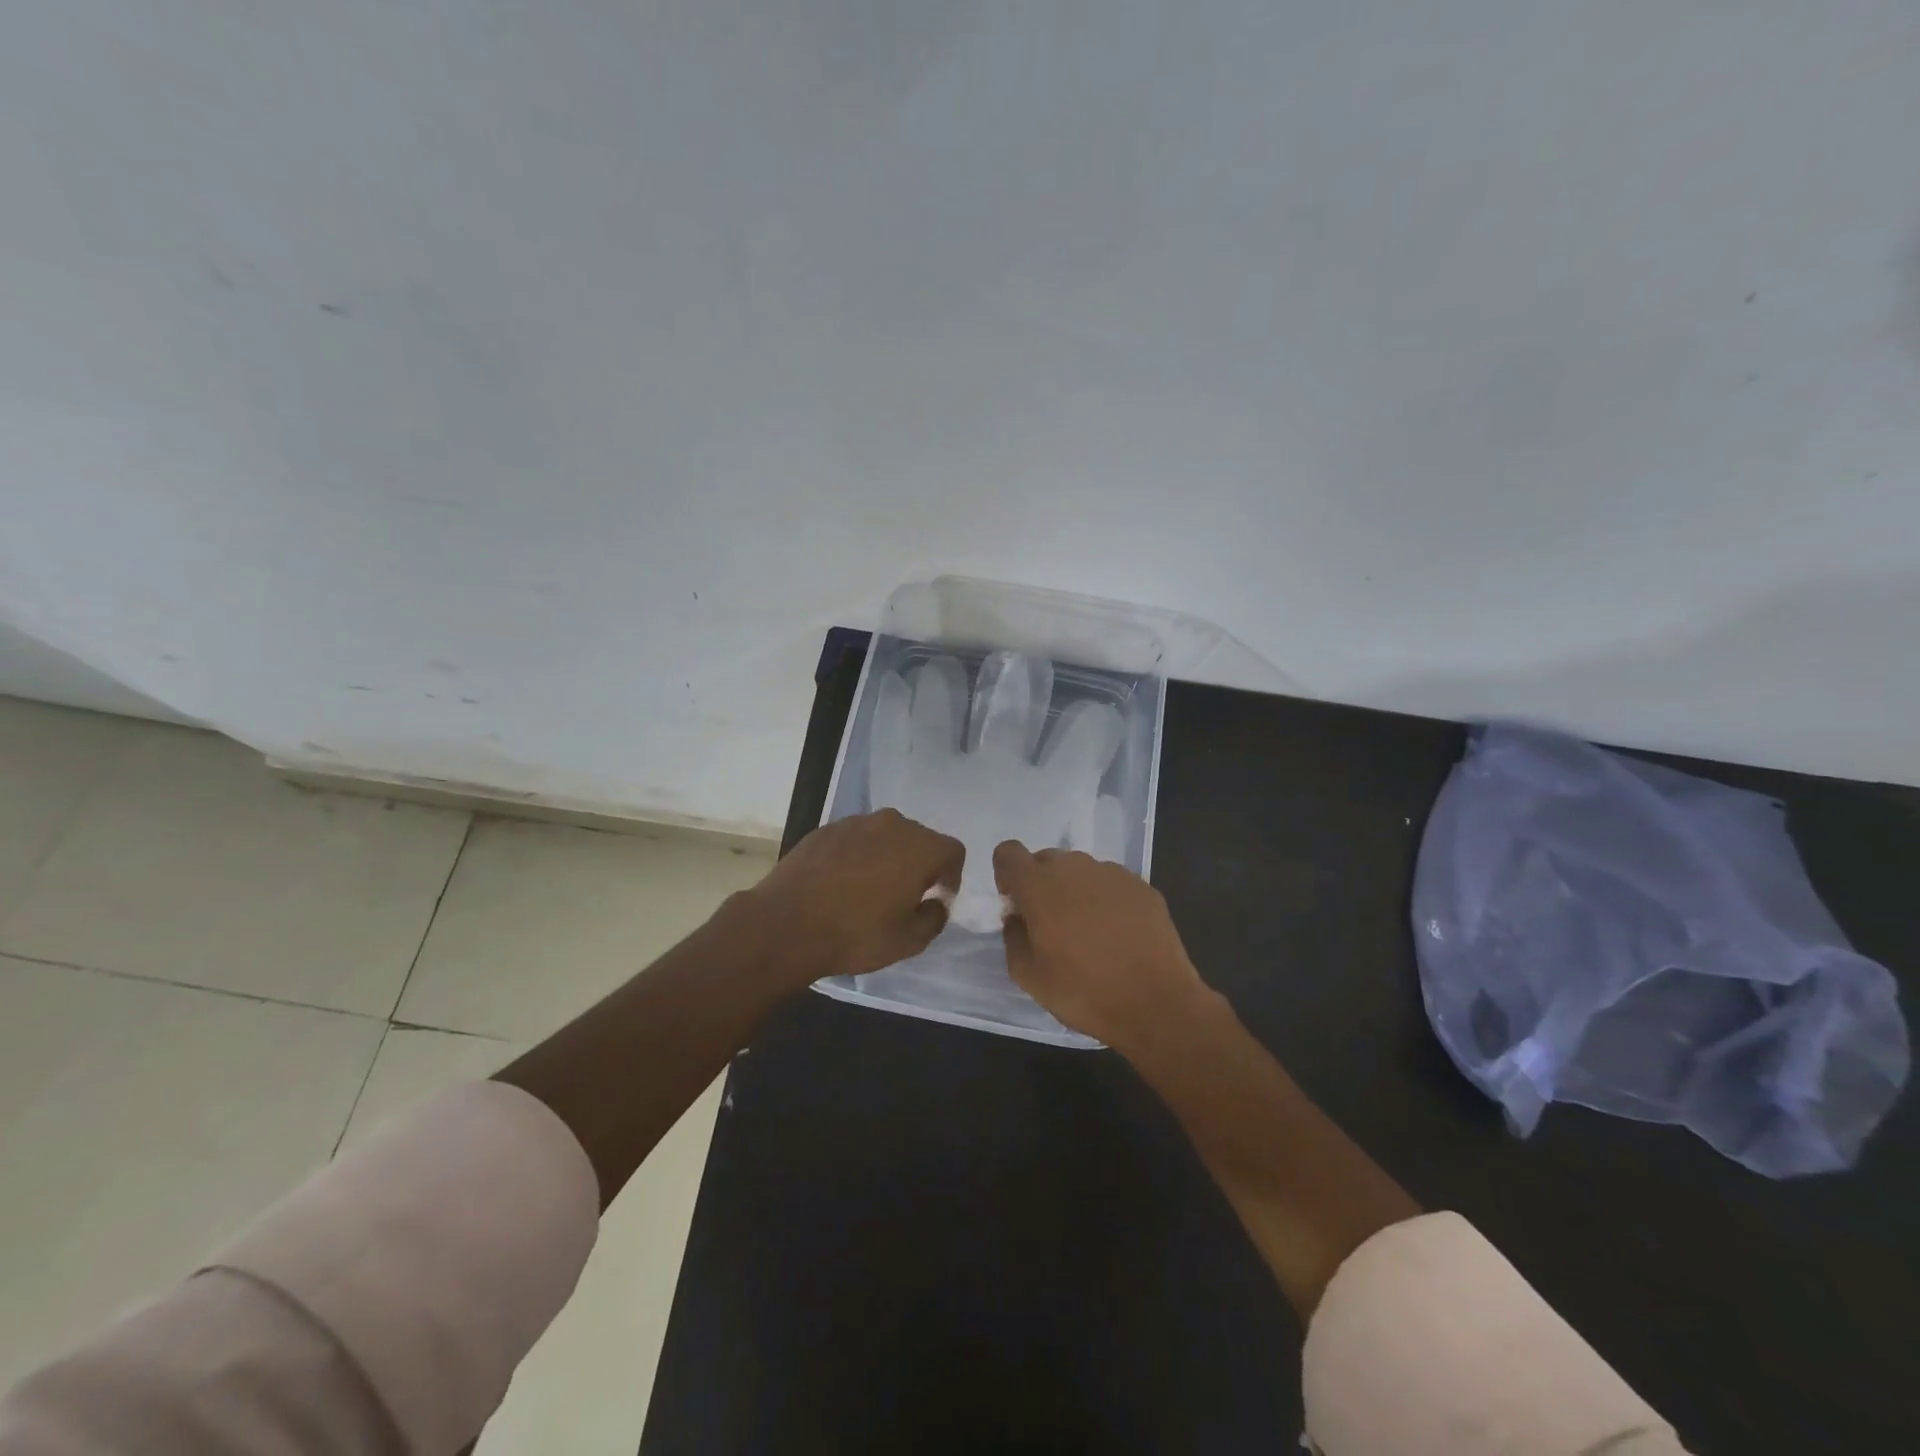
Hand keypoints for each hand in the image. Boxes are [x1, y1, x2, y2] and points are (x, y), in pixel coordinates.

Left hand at [743, 810, 964, 985]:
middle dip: (920, 864)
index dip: (951, 876)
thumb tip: (935, 903)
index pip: (953, 851)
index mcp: (920, 847)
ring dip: (887, 857)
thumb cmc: (855, 934)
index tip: (936, 899)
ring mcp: (856, 822)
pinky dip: (857, 855)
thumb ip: (934, 918)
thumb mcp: (908, 941)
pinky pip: (855, 838)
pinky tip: (840, 883)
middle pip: (920, 839)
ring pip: (885, 836)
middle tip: (905, 896)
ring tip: (870, 889)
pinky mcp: (826, 829)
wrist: (786, 924)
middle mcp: (892, 824)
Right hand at [994, 843, 1212, 1050]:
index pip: (1009, 852)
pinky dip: (1106, 900)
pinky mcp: (1142, 886)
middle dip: (1041, 884)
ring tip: (1089, 933)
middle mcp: (1074, 867)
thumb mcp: (1028, 976)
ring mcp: (1112, 873)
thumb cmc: (1083, 991)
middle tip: (1050, 925)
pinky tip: (1118, 935)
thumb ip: (1013, 937)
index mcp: (1039, 884)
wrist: (1156, 1003)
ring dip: (1075, 891)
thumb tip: (1018, 918)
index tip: (1017, 905)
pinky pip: (1111, 884)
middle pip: (1046, 860)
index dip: (1006, 874)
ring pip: (1081, 871)